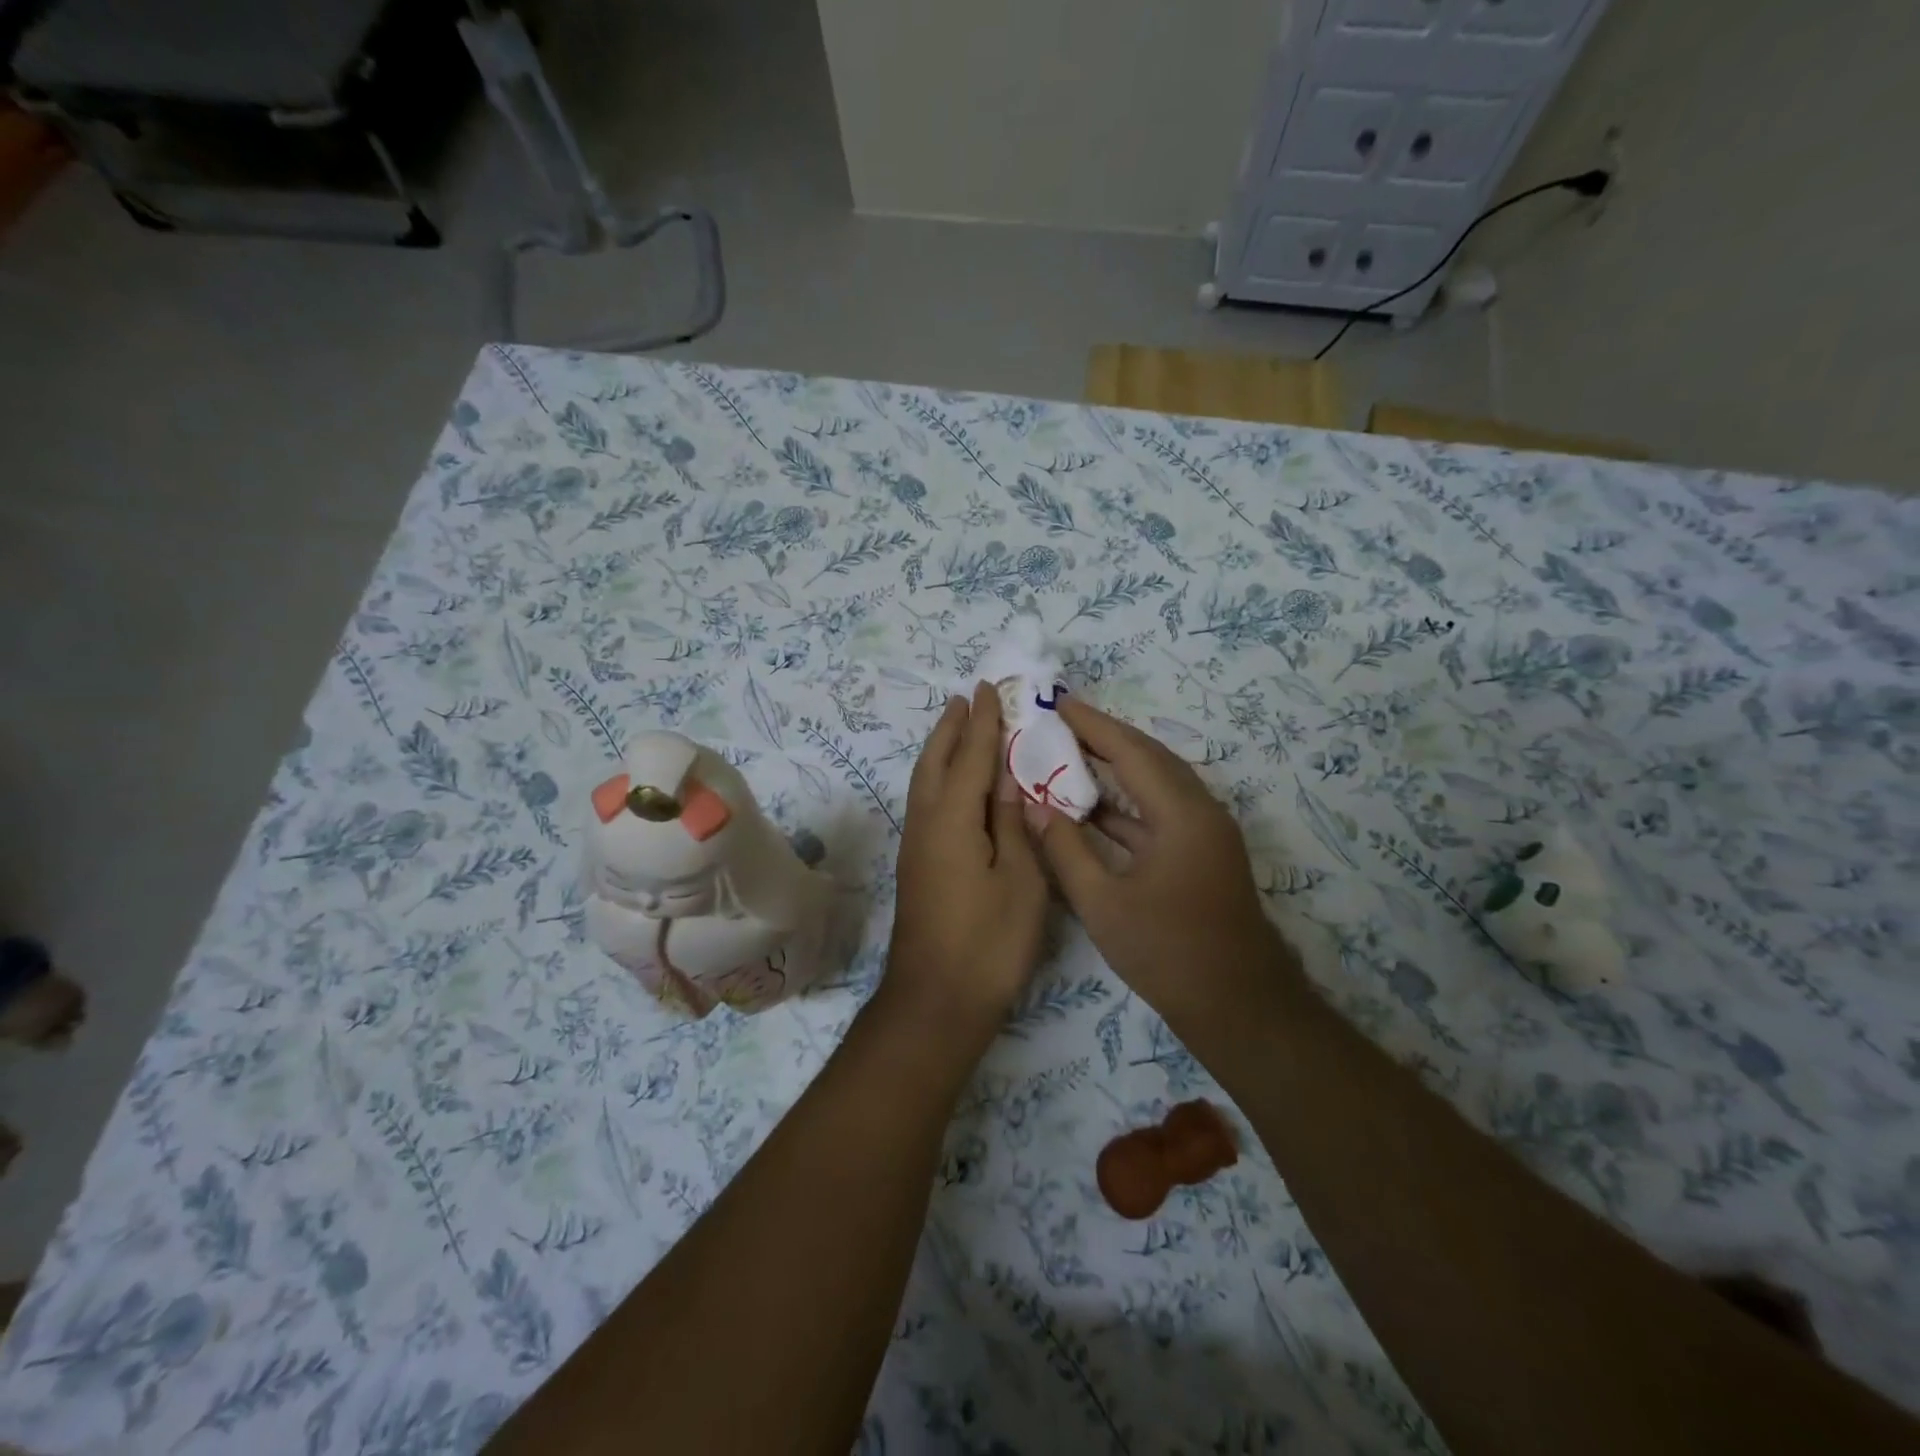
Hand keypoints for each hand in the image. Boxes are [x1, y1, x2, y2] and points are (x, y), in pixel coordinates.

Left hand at [880, 682, 1049, 1046]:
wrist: (936, 1002)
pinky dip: (939, 779)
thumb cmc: (989, 943)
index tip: (987, 689)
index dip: (982, 723)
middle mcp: (926, 824)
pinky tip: (953, 786)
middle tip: (966, 698)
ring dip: (940, 750)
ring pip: (924, 783)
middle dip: (951, 728)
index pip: (971, 758)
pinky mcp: (918, 867)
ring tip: (956, 728)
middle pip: (935, 763)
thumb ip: (1014, 825)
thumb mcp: (1020, 881)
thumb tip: (1009, 781)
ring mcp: (917, 847)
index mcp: (954, 820)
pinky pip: (926, 804)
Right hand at [1037, 698, 1295, 1023]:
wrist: (1238, 1006)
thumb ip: (1066, 850)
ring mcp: (1205, 834)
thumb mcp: (1103, 904)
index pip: (1130, 751)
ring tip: (1071, 751)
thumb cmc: (1168, 952)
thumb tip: (1035, 807)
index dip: (1092, 724)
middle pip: (1149, 758)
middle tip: (1061, 720)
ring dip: (1117, 767)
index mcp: (1181, 814)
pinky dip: (1126, 804)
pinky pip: (1160, 812)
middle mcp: (1200, 811)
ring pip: (1157, 784)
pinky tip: (1092, 807)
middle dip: (1105, 736)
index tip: (1057, 702)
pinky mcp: (1202, 855)